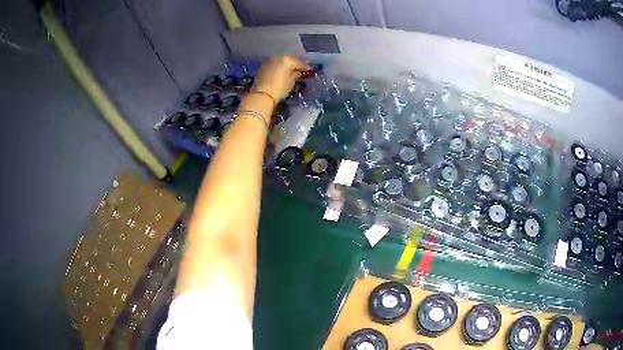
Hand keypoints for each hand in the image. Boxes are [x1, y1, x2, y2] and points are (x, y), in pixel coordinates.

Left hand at [252, 55, 310, 101]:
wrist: (261, 95)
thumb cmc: (279, 88)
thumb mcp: (291, 82)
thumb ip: (296, 74)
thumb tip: (298, 72)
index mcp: (287, 59)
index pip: (299, 62)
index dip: (305, 66)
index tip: (310, 70)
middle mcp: (278, 57)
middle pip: (289, 59)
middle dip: (296, 64)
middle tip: (301, 69)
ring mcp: (269, 61)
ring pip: (281, 61)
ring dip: (287, 65)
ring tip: (292, 71)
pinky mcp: (263, 66)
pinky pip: (275, 64)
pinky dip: (279, 67)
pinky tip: (282, 72)